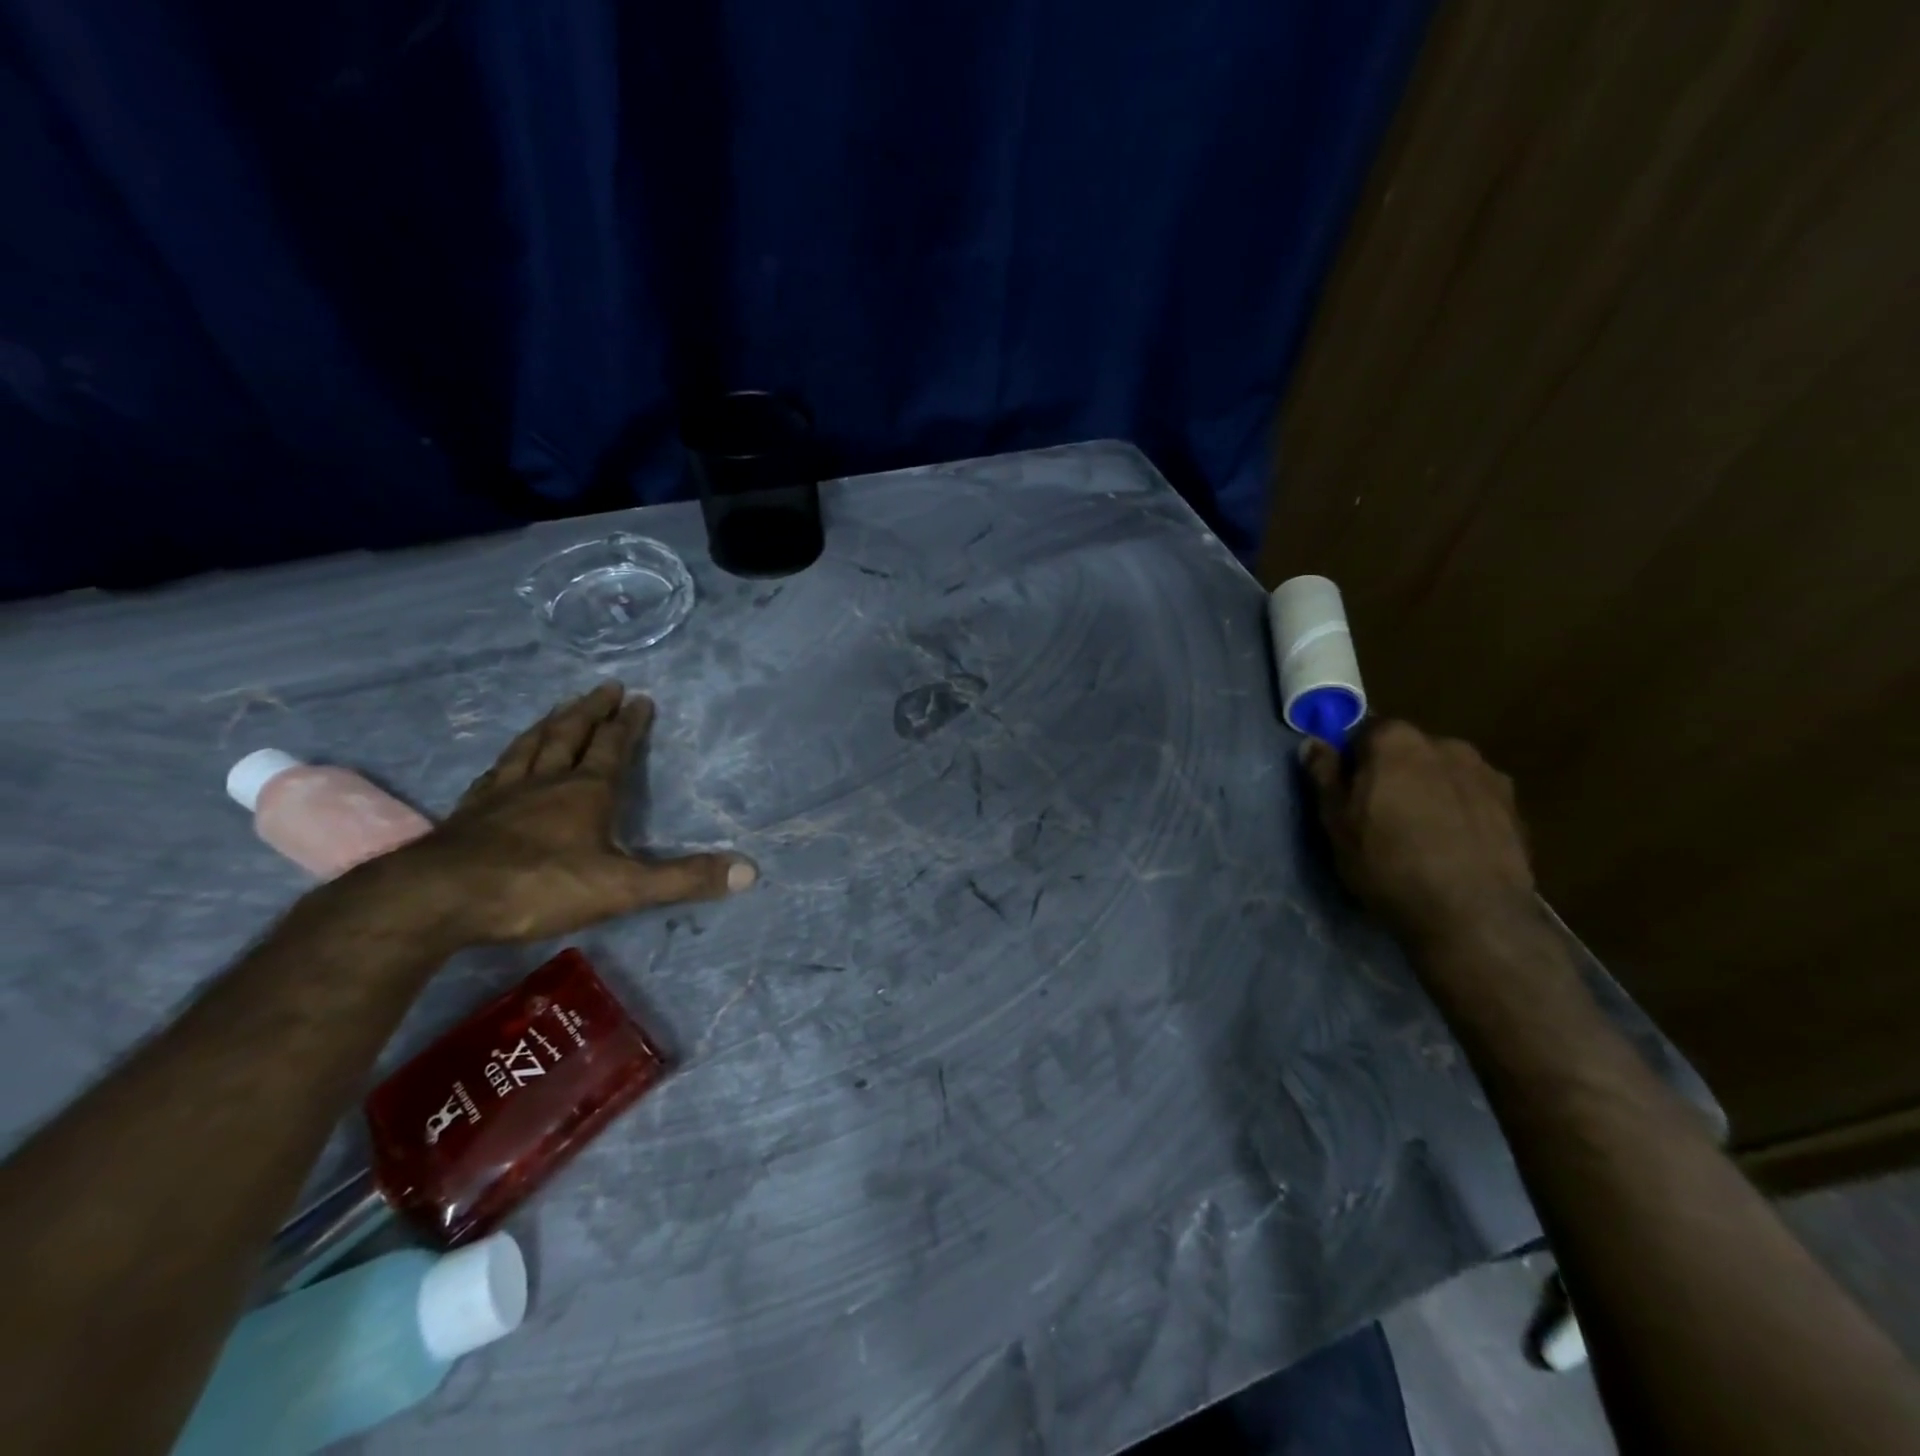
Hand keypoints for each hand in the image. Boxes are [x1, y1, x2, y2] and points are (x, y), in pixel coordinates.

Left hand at [367, 683, 753, 944]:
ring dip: (550, 723)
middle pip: (570, 734)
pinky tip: (507, 759)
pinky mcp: (470, 812)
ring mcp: (502, 794)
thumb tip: (751, 870)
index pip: (613, 746)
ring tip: (560, 707)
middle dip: (591, 710)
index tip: (640, 698)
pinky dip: (510, 756)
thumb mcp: (623, 888)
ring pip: (531, 746)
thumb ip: (684, 878)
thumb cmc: (539, 886)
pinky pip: (496, 771)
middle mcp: (546, 781)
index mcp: (586, 791)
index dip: (629, 723)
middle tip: (604, 686)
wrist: (437, 900)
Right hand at [1300, 720, 1534, 949]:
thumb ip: (1324, 775)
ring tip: (1419, 834)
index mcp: (1396, 740)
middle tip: (1378, 814)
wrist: (1471, 914)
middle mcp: (1445, 744)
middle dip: (1391, 772)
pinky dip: (1459, 811)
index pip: (1363, 731)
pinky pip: (1471, 798)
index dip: (1351, 759)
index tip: (1346, 790)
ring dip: (1428, 790)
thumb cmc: (1387, 862)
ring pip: (1442, 773)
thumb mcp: (1336, 822)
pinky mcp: (1514, 807)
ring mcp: (1486, 774)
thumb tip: (1313, 743)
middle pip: (1406, 750)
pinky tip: (1451, 846)